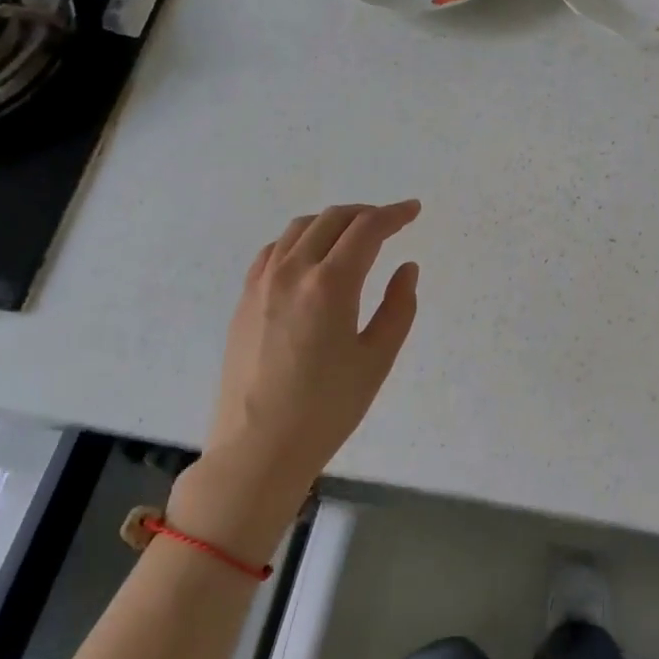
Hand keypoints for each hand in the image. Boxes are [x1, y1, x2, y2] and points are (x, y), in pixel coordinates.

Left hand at [200, 200, 420, 496]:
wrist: (259, 447)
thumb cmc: (327, 408)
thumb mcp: (377, 359)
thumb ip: (398, 307)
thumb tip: (406, 268)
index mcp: (331, 284)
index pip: (366, 230)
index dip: (394, 215)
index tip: (413, 211)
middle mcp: (292, 271)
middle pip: (332, 219)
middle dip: (366, 214)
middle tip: (390, 223)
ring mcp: (262, 283)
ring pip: (299, 229)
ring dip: (332, 223)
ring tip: (353, 237)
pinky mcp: (244, 299)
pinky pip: (274, 251)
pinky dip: (300, 240)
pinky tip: (310, 258)